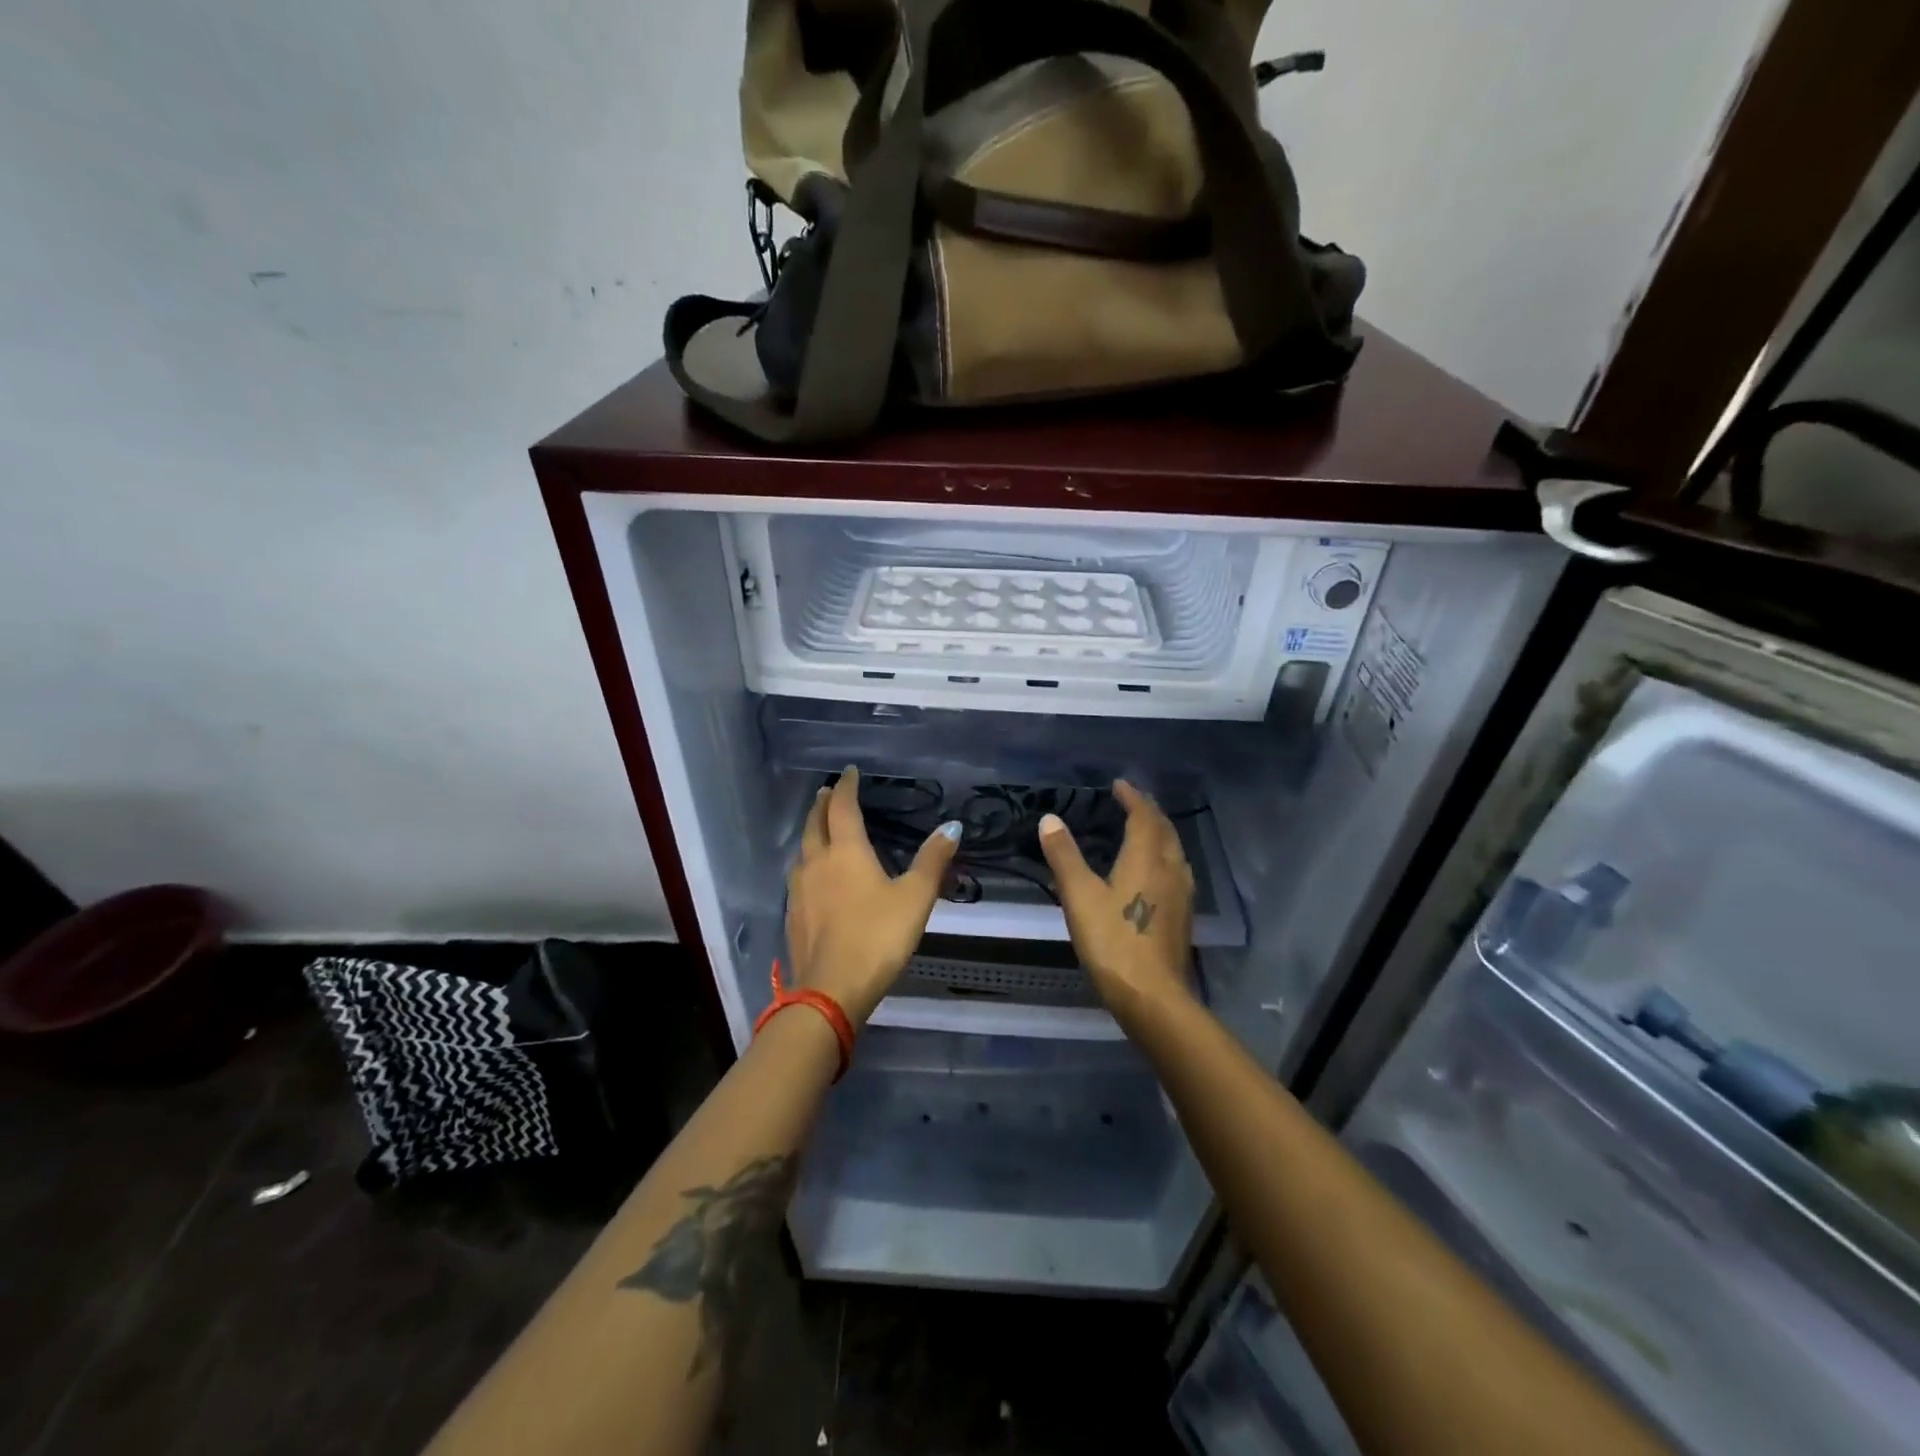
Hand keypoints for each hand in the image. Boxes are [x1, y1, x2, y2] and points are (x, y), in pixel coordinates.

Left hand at [785, 767, 961, 1026]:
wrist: (831, 990)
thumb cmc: (878, 937)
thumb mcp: (915, 898)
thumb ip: (933, 861)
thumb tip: (952, 826)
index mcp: (846, 851)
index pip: (843, 808)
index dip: (847, 787)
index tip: (850, 772)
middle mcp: (817, 863)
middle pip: (815, 824)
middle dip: (823, 805)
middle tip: (829, 792)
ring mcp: (800, 890)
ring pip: (802, 850)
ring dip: (811, 832)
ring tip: (819, 828)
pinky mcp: (793, 915)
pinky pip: (798, 876)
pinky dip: (807, 863)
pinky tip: (813, 877)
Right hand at [1038, 780, 1194, 1017]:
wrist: (1152, 996)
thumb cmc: (1112, 941)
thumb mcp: (1079, 896)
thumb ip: (1065, 855)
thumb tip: (1050, 818)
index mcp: (1146, 858)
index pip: (1144, 816)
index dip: (1132, 797)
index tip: (1119, 785)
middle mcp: (1170, 869)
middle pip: (1165, 830)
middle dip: (1149, 812)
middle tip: (1131, 802)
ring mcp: (1181, 895)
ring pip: (1175, 851)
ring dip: (1160, 833)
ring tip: (1144, 830)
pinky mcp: (1183, 917)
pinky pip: (1176, 871)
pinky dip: (1164, 857)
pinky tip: (1155, 873)